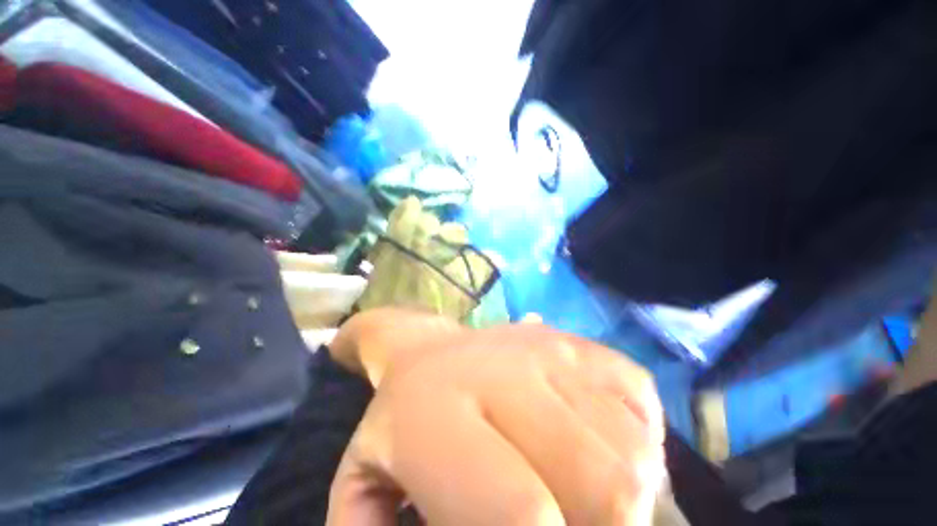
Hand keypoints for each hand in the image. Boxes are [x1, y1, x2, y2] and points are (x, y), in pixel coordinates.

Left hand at [327, 309, 665, 524]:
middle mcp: (506, 372)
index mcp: (441, 414)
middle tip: (568, 523)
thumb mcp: (363, 488)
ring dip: (624, 494)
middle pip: (604, 486)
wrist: (427, 350)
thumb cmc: (397, 422)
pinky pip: (639, 400)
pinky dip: (636, 441)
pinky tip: (595, 443)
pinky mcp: (578, 342)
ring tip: (580, 491)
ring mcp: (550, 349)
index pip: (522, 512)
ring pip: (631, 448)